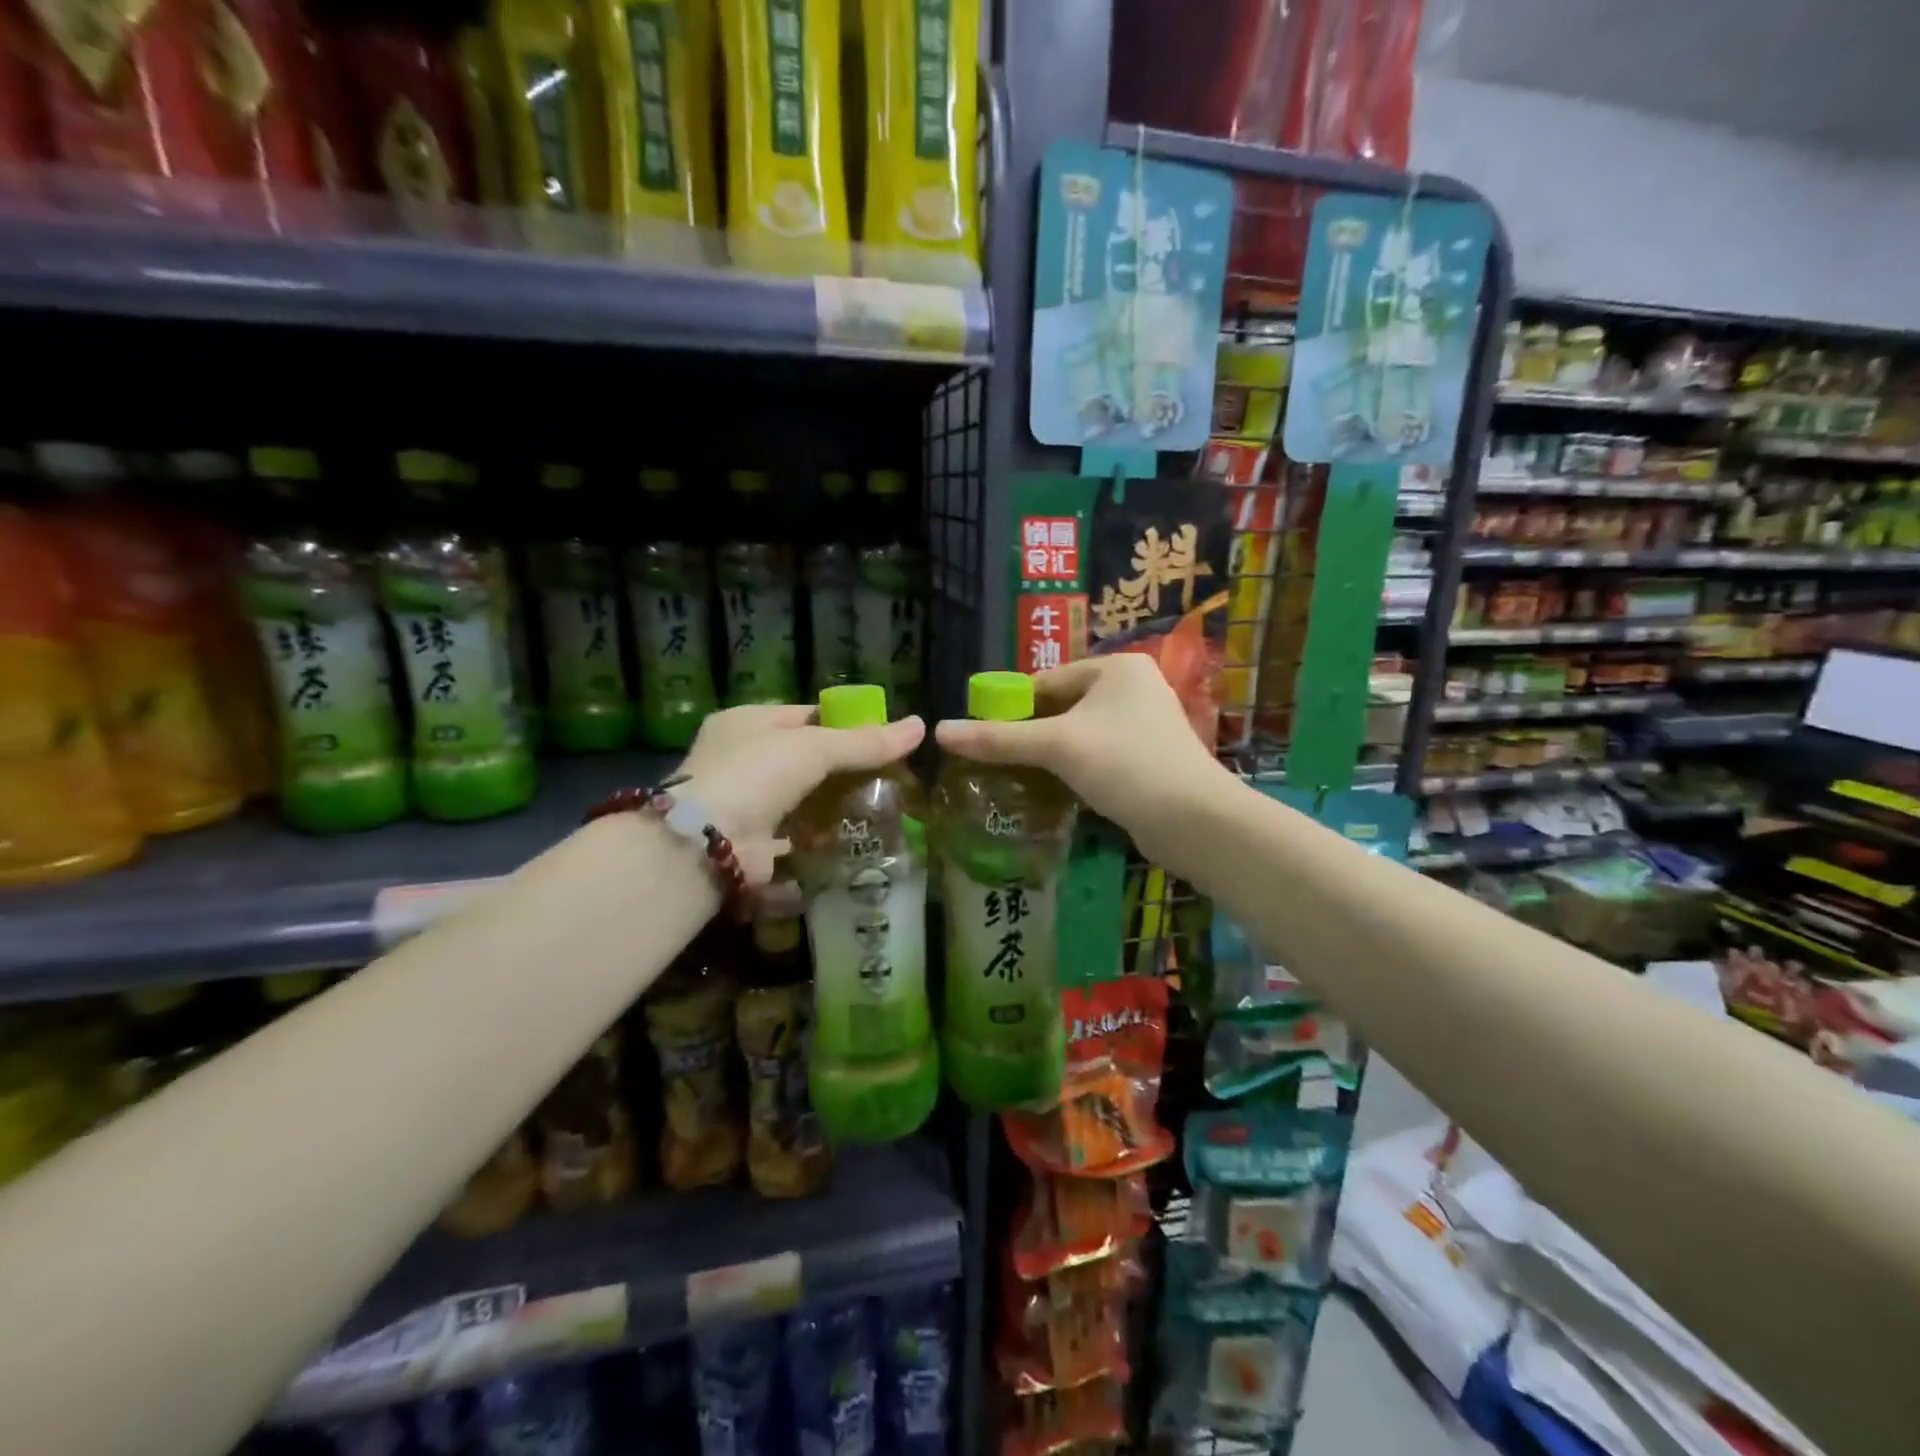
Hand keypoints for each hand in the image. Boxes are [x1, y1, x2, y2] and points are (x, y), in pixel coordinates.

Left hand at [676, 704, 924, 884]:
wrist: (704, 844)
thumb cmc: (756, 775)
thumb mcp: (815, 748)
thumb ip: (865, 743)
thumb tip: (919, 726)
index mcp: (746, 723)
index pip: (804, 717)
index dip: (843, 726)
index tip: (881, 740)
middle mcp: (739, 761)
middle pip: (803, 761)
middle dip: (841, 772)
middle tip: (887, 779)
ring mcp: (742, 804)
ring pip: (799, 801)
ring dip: (831, 809)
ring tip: (879, 811)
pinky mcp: (750, 844)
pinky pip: (793, 839)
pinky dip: (818, 842)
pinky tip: (853, 843)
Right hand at [933, 655, 1230, 873]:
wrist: (1195, 820)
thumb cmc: (1125, 765)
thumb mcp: (1057, 746)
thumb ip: (998, 738)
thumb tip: (940, 731)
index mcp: (1116, 667)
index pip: (1047, 680)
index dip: (1012, 707)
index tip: (982, 736)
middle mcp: (1133, 688)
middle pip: (1062, 707)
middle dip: (1031, 735)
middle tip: (995, 761)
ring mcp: (1145, 725)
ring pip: (1080, 735)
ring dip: (1051, 756)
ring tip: (1016, 779)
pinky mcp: (1149, 759)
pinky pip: (1098, 756)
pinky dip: (1075, 770)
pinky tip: (1053, 792)